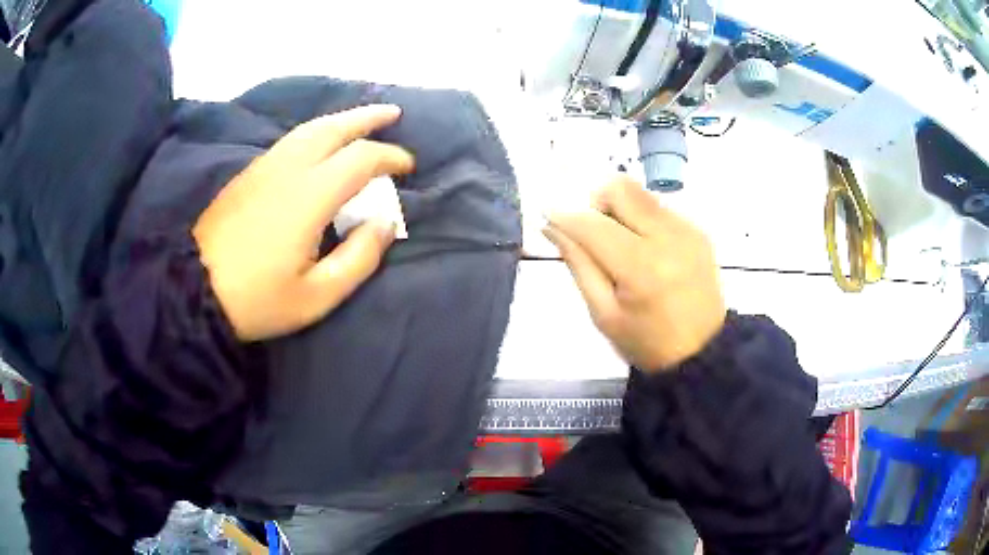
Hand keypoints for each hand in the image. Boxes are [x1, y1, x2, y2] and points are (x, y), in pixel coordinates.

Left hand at [193, 105, 414, 340]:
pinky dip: (316, 131)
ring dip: (341, 119)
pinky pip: (291, 140)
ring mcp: (265, 167)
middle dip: (367, 117)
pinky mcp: (249, 174)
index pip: (361, 159)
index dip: (390, 157)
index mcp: (309, 195)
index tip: (407, 168)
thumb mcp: (316, 297)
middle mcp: (289, 169)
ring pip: (309, 129)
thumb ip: (358, 259)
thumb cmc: (257, 299)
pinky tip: (321, 141)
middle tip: (393, 114)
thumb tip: (384, 223)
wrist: (194, 290)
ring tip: (362, 119)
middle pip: (333, 128)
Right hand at [543, 176, 725, 370]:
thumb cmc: (646, 342)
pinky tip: (647, 250)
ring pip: (640, 194)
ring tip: (622, 245)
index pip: (593, 224)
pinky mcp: (699, 231)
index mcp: (641, 268)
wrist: (702, 352)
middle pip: (620, 189)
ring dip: (621, 209)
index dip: (565, 215)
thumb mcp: (603, 313)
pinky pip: (660, 208)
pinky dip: (643, 219)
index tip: (547, 213)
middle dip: (596, 202)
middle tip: (593, 231)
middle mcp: (668, 238)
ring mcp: (687, 231)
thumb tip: (553, 226)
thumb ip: (579, 264)